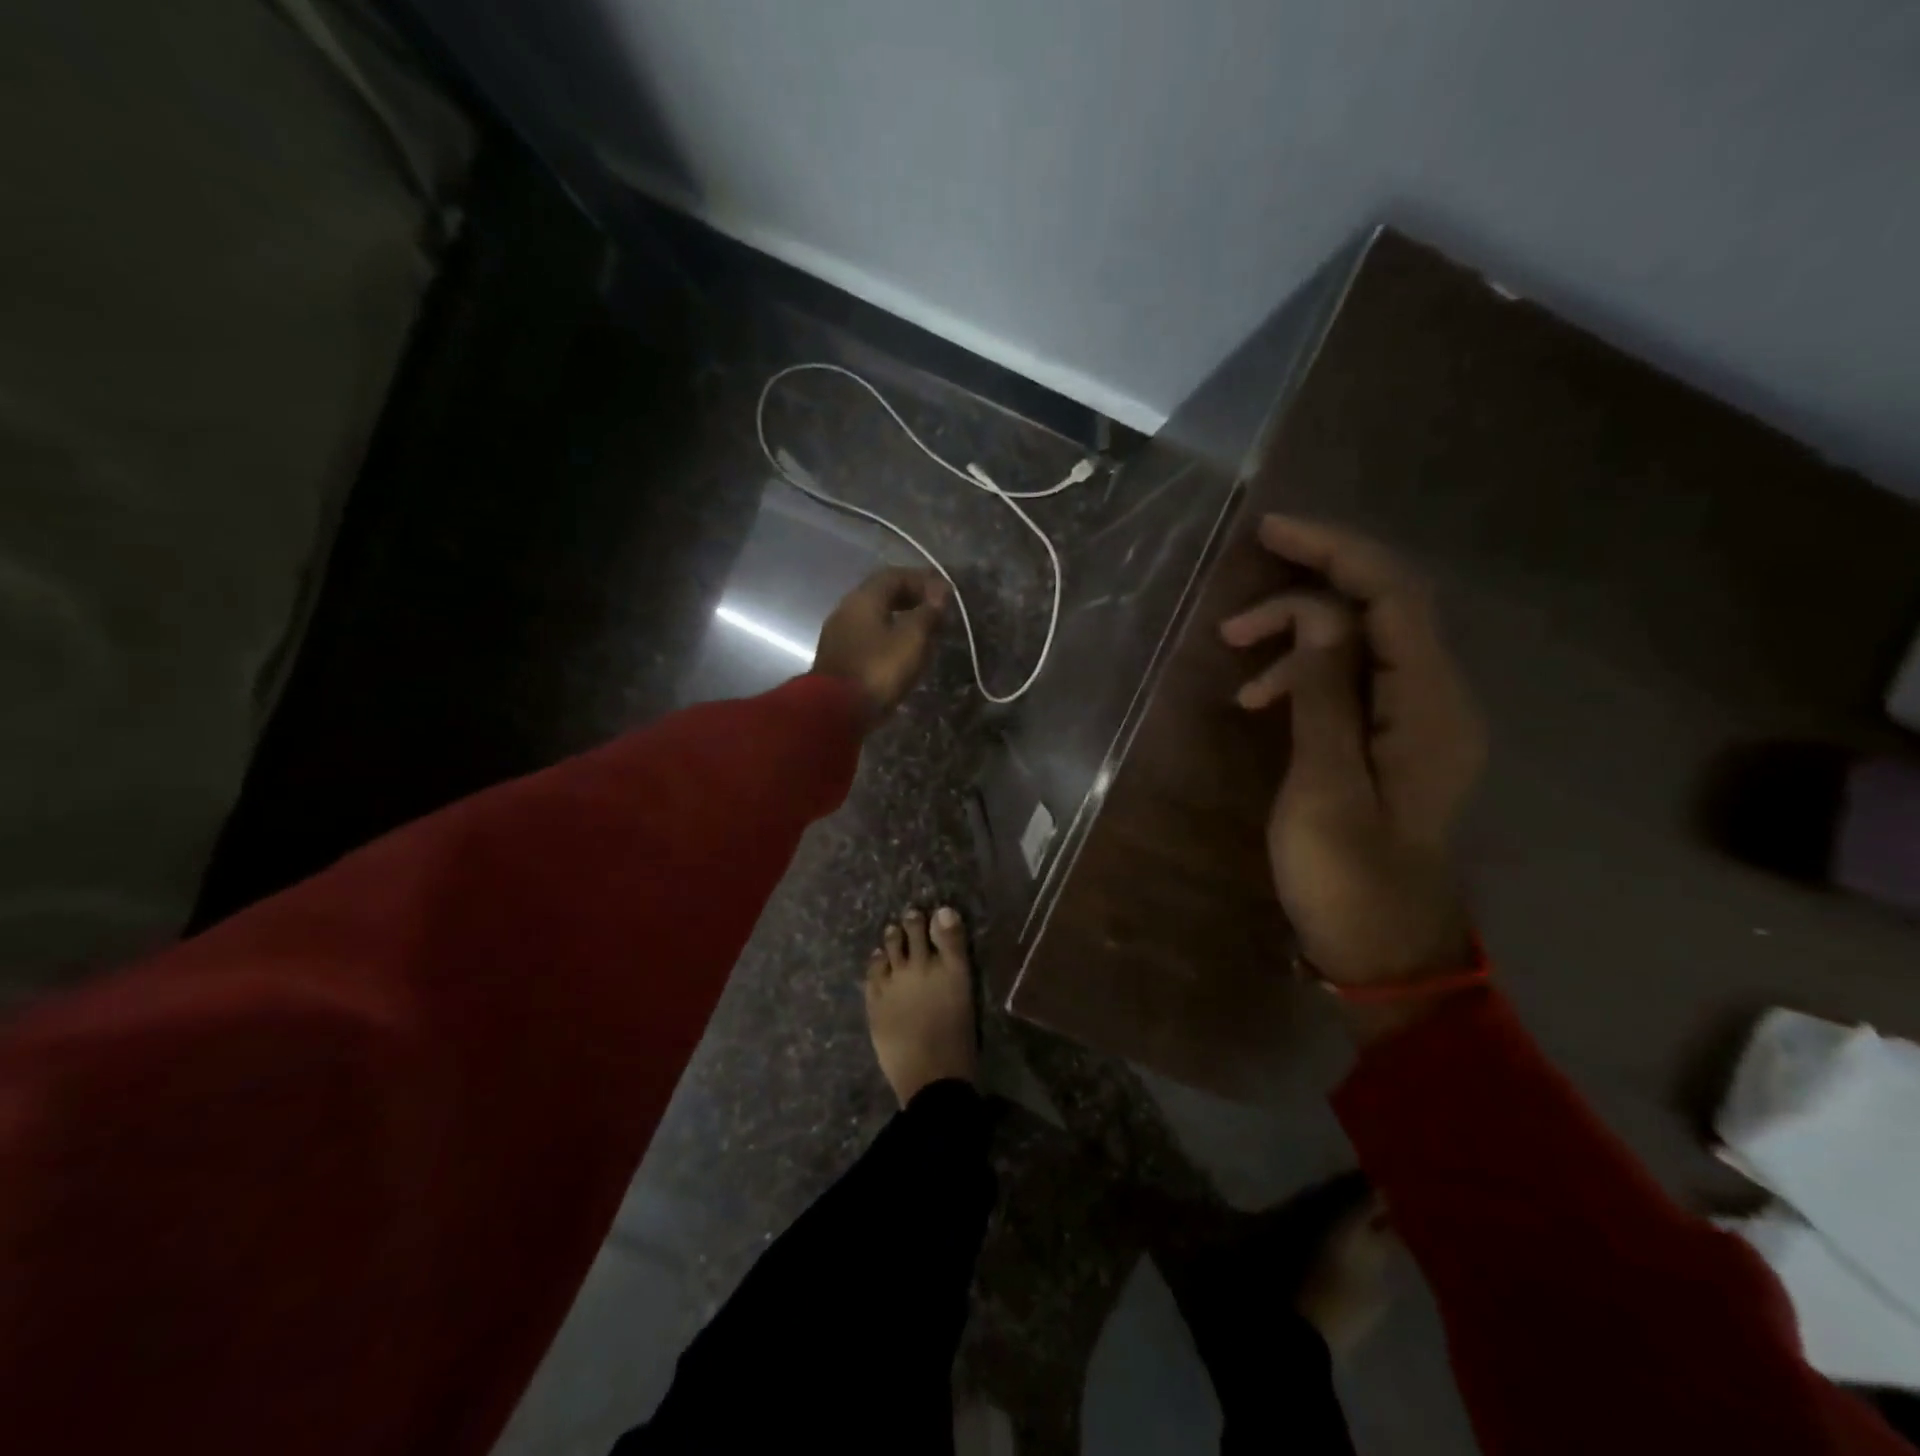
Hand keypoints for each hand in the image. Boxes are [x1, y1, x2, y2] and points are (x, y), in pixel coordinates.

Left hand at [813, 568, 948, 724]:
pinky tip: (902, 651)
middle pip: (882, 594)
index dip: (923, 580)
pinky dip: (888, 636)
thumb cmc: (878, 670)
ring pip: (874, 617)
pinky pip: (868, 636)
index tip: (945, 593)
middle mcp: (846, 609)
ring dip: (900, 619)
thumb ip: (928, 614)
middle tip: (936, 611)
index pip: (895, 575)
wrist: (835, 711)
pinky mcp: (838, 657)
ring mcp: (838, 634)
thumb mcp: (912, 640)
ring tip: (923, 633)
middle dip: (911, 598)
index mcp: (863, 598)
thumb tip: (940, 594)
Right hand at [1219, 517, 1485, 998]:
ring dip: (1296, 640)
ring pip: (1359, 644)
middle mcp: (1436, 699)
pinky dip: (1305, 675)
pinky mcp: (1392, 740)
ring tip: (1234, 663)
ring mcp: (1416, 720)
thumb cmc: (1348, 879)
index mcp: (1430, 707)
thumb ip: (1323, 694)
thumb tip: (1316, 615)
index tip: (1271, 531)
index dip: (1335, 553)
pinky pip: (1351, 679)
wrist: (1384, 951)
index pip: (1392, 597)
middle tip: (1231, 623)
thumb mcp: (1323, 786)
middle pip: (1379, 610)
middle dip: (1305, 597)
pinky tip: (1260, 699)